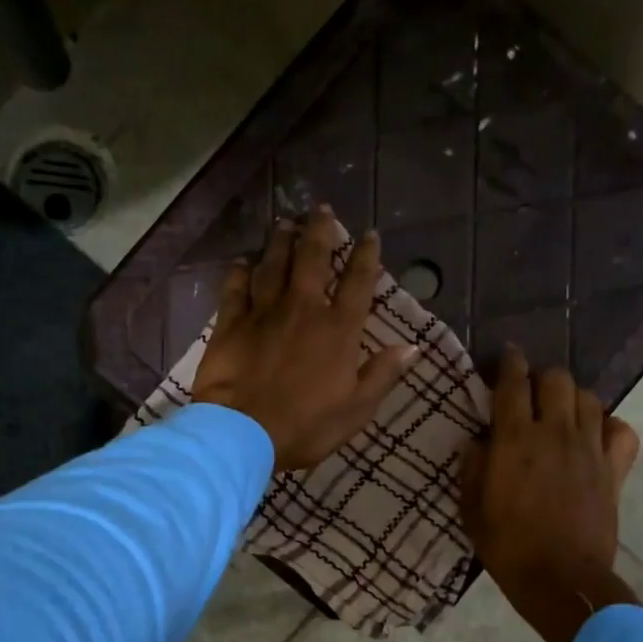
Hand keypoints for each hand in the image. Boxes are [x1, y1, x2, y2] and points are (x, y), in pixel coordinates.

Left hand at [193, 207, 417, 470]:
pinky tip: (242, 261)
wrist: (243, 432)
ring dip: (281, 241)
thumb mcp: (356, 409)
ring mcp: (263, 313)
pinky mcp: (230, 324)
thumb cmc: (306, 426)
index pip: (358, 283)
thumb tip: (412, 347)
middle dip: (320, 231)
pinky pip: (235, 289)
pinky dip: (239, 272)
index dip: (366, 256)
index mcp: (338, 330)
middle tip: (321, 208)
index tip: (369, 234)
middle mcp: (302, 309)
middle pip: (312, 260)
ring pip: (273, 265)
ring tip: (286, 222)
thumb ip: (382, 375)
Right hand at [461, 346, 641, 641]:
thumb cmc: (506, 546)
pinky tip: (595, 437)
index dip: (509, 363)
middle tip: (530, 395)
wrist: (560, 579)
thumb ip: (472, 467)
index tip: (507, 358)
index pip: (514, 383)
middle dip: (541, 379)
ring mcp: (590, 448)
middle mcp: (555, 432)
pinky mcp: (615, 469)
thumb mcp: (471, 508)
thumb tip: (477, 441)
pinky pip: (621, 430)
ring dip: (572, 398)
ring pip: (589, 397)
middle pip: (557, 379)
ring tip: (560, 413)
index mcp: (515, 439)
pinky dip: (609, 426)